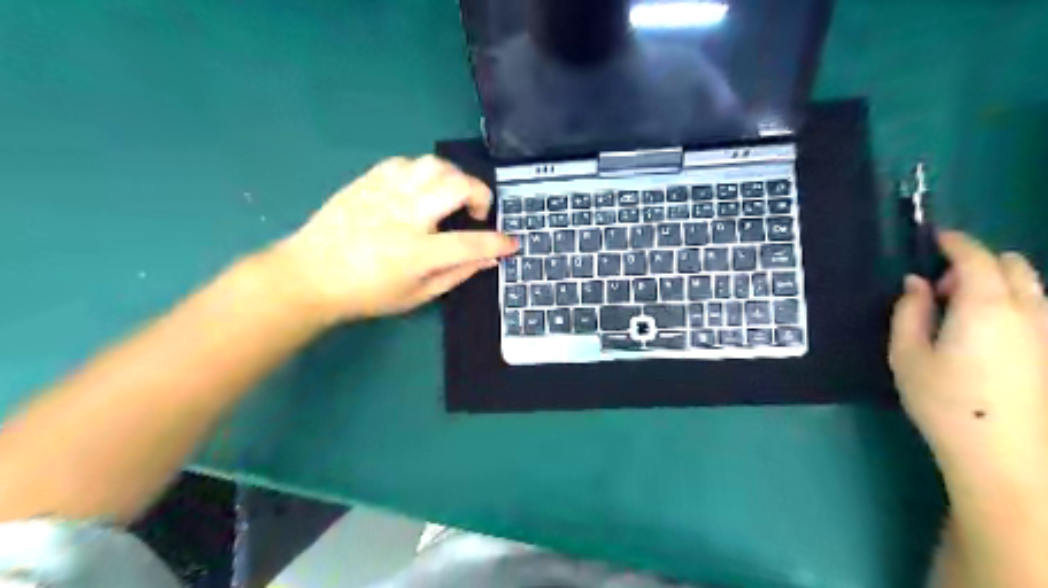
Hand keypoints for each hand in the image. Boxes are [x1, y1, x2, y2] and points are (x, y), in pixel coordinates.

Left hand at [269, 157, 514, 323]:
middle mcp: (404, 216)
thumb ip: (456, 274)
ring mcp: (384, 194)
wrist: (310, 275)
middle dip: (481, 195)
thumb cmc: (366, 293)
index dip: (499, 243)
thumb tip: (488, 258)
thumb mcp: (416, 296)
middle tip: (477, 212)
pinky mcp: (368, 181)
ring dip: (454, 178)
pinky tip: (421, 190)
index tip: (512, 243)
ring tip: (450, 197)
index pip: (472, 243)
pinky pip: (406, 162)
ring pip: (434, 165)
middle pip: (457, 186)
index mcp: (416, 253)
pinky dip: (424, 173)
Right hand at [886, 230, 1047, 481]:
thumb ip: (908, 312)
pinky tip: (983, 332)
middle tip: (939, 289)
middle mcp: (1026, 309)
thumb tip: (915, 284)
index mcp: (985, 305)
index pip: (975, 256)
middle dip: (975, 263)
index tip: (933, 237)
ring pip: (1028, 285)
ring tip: (960, 312)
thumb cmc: (944, 400)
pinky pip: (1034, 307)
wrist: (1005, 454)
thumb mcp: (906, 354)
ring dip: (994, 282)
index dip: (954, 242)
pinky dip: (1009, 302)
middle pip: (1010, 264)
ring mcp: (1046, 331)